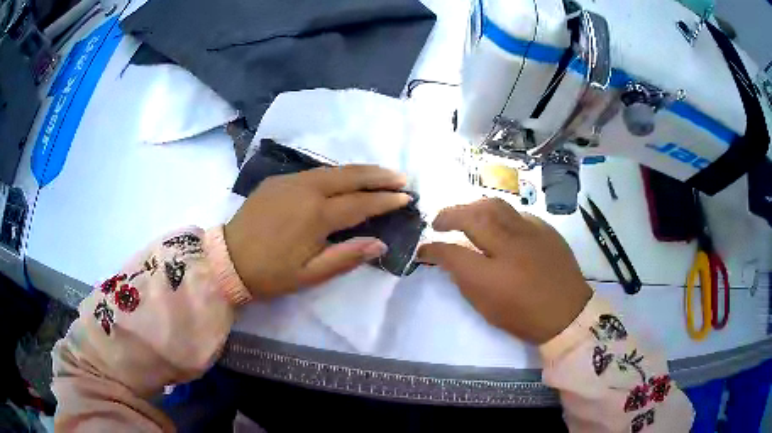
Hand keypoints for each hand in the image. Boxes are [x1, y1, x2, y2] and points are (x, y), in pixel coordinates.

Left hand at [224, 165, 410, 299]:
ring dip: (360, 171)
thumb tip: (380, 243)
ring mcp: (290, 181)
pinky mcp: (278, 180)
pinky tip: (345, 179)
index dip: (385, 200)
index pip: (360, 203)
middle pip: (350, 176)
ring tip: (381, 174)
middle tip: (402, 177)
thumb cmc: (270, 273)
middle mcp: (306, 190)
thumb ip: (346, 257)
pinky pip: (315, 172)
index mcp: (315, 215)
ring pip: (333, 170)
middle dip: (379, 176)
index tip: (407, 198)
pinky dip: (337, 174)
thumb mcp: (309, 275)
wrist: (227, 259)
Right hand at [418, 198, 591, 343]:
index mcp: (490, 277)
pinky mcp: (544, 229)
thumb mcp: (486, 307)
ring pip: (494, 205)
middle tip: (439, 223)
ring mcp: (530, 234)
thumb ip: (464, 280)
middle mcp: (509, 248)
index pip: (451, 252)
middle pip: (472, 217)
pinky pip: (516, 213)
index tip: (424, 249)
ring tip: (465, 215)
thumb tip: (450, 258)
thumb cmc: (523, 317)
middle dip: (448, 216)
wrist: (567, 313)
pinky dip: (499, 215)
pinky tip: (497, 224)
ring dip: (472, 207)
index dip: (432, 249)